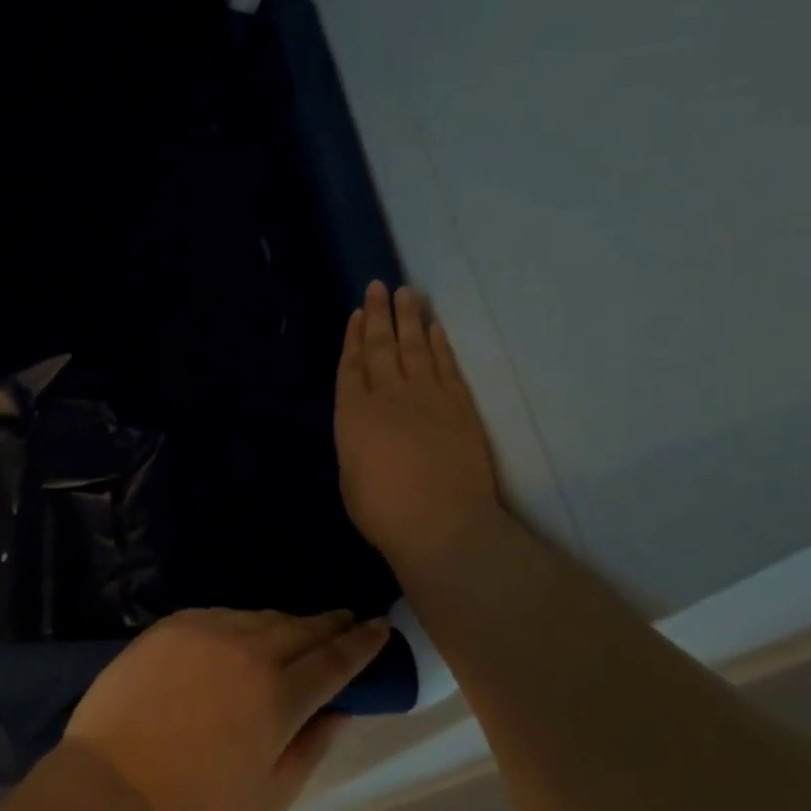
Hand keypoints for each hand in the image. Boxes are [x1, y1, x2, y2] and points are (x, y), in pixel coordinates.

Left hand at [62, 609, 388, 810]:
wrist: (112, 780)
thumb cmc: (196, 801)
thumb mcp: (271, 794)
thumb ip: (312, 746)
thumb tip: (338, 710)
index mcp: (279, 696)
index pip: (334, 660)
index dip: (362, 644)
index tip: (380, 627)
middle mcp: (248, 650)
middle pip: (301, 628)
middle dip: (330, 624)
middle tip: (347, 620)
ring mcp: (207, 631)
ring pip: (261, 617)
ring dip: (286, 624)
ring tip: (297, 632)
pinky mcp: (174, 624)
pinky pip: (221, 615)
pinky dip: (242, 624)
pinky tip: (243, 636)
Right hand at [335, 281, 501, 571]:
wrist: (443, 524)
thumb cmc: (384, 512)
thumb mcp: (350, 477)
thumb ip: (355, 442)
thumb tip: (364, 425)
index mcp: (354, 414)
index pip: (351, 366)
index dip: (352, 338)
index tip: (356, 313)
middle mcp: (388, 396)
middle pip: (380, 347)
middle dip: (377, 315)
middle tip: (379, 286)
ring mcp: (427, 397)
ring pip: (415, 347)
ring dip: (410, 318)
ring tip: (407, 293)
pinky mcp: (460, 406)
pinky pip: (447, 366)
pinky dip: (440, 344)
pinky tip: (435, 329)